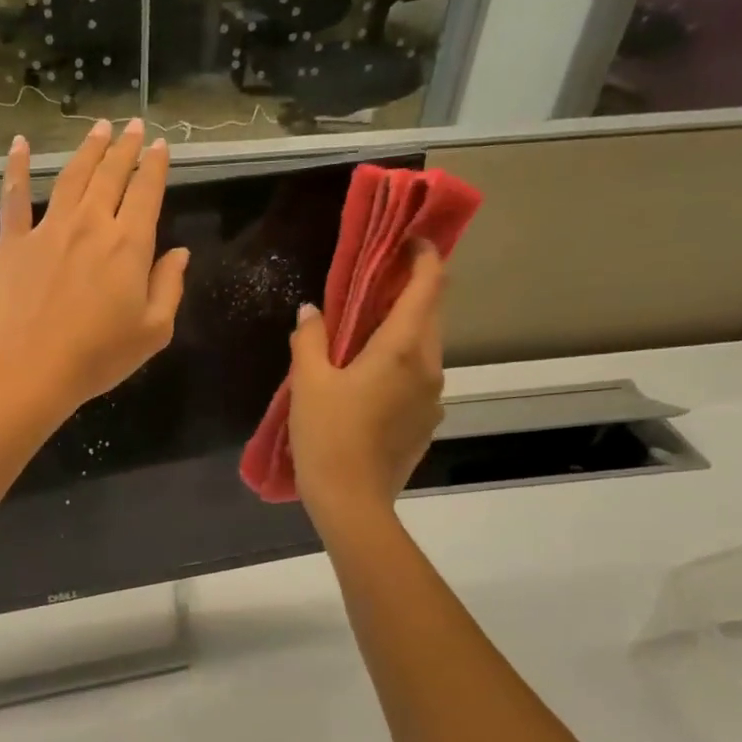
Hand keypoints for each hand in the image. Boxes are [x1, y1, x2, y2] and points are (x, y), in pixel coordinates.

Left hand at [0, 119, 189, 420]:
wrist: (31, 369)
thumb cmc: (98, 357)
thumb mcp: (153, 331)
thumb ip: (169, 286)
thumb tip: (178, 253)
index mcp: (128, 245)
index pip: (146, 193)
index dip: (155, 166)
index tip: (159, 146)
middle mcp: (90, 224)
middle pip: (111, 175)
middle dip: (124, 147)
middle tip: (131, 125)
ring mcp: (49, 229)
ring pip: (71, 176)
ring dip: (87, 149)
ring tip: (98, 127)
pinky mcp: (14, 242)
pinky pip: (14, 197)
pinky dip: (16, 168)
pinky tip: (18, 144)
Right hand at [288, 239, 446, 522]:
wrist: (352, 501)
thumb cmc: (328, 435)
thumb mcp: (309, 382)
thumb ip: (311, 339)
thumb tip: (311, 312)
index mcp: (403, 348)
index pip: (429, 285)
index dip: (425, 256)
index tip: (409, 240)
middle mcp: (429, 366)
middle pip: (431, 314)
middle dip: (409, 292)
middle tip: (373, 285)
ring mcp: (432, 397)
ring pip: (425, 348)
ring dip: (402, 331)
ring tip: (364, 335)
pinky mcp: (426, 422)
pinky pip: (418, 378)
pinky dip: (400, 363)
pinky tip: (367, 381)